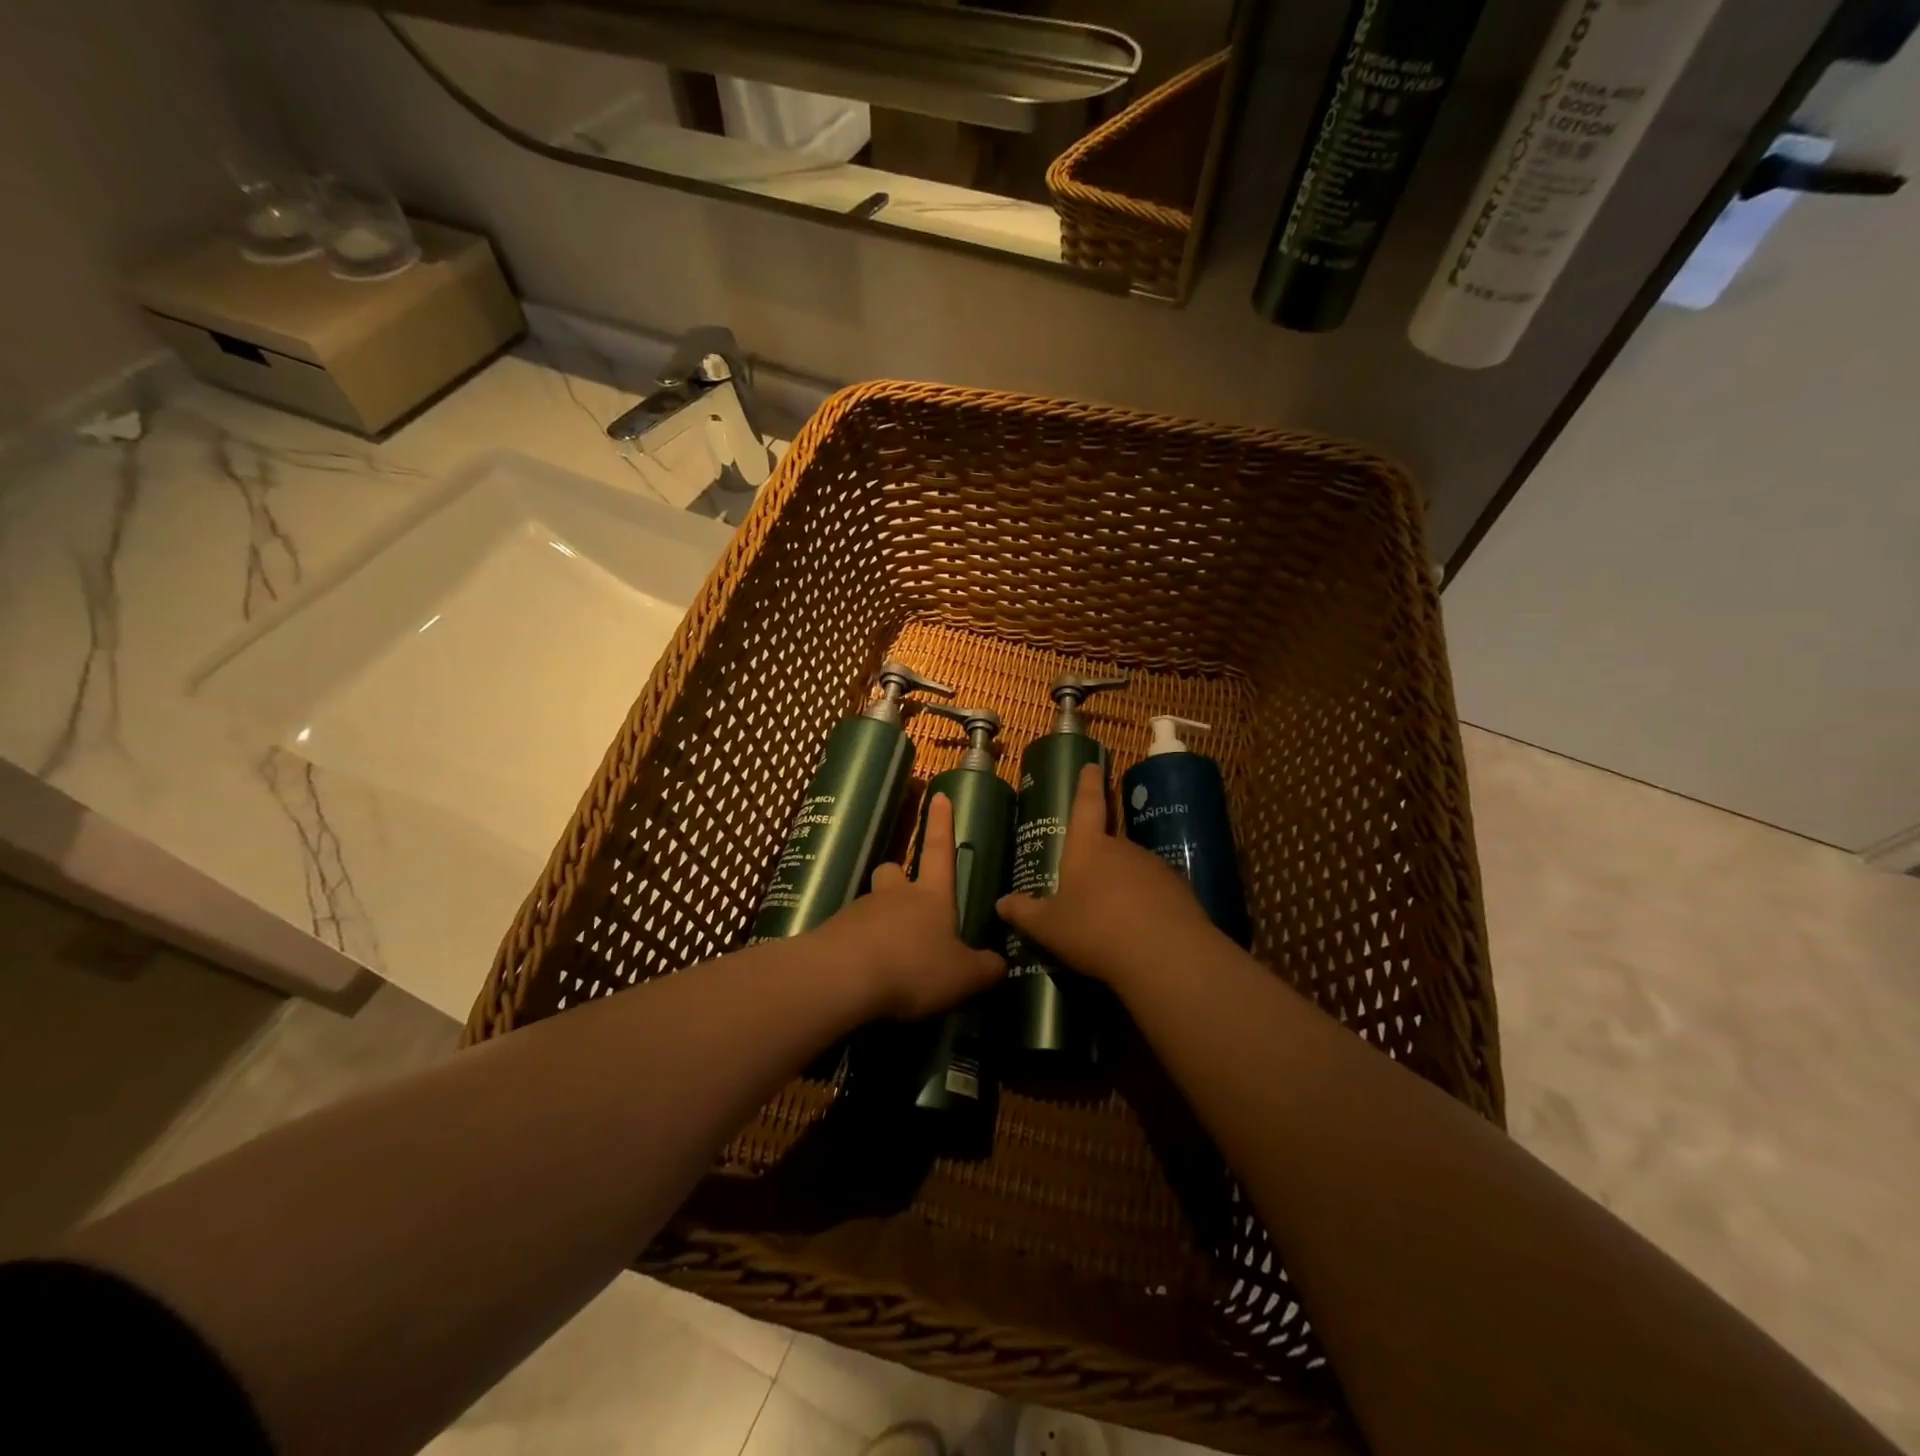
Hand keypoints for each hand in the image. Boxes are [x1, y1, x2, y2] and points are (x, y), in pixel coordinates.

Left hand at [812, 792, 1005, 1019]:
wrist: (841, 980)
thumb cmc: (913, 968)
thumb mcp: (963, 977)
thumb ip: (985, 969)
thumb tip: (999, 964)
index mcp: (930, 897)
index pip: (940, 851)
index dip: (941, 823)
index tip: (938, 796)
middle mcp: (893, 896)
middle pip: (892, 872)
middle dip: (898, 878)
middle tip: (905, 900)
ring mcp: (858, 912)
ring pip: (870, 905)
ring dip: (879, 921)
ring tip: (888, 960)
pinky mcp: (831, 935)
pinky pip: (849, 935)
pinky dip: (858, 950)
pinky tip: (864, 978)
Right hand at [997, 763, 1220, 992]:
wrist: (1166, 956)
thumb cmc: (1095, 930)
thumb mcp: (1049, 927)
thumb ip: (1025, 913)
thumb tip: (1001, 904)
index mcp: (1088, 848)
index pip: (1087, 805)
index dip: (1087, 784)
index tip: (1093, 765)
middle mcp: (1123, 849)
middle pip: (1108, 845)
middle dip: (1099, 861)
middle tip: (1086, 886)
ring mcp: (1155, 867)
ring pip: (1132, 871)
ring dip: (1122, 886)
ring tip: (1112, 918)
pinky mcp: (1180, 891)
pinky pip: (1156, 893)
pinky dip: (1146, 906)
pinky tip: (1139, 932)